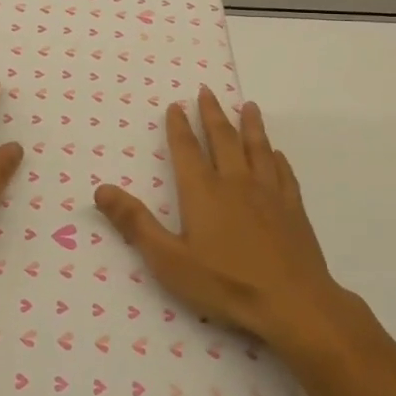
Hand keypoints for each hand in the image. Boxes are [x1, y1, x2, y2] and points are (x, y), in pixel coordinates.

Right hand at [94, 89, 343, 349]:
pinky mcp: (294, 210)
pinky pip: (285, 174)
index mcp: (203, 191)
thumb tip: (101, 190)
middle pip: (223, 139)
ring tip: (248, 106)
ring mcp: (269, 194)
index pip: (187, 149)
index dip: (179, 126)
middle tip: (207, 91)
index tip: (176, 105)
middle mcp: (235, 182)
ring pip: (257, 148)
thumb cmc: (226, 283)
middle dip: (212, 114)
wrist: (293, 303)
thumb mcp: (169, 260)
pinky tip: (277, 154)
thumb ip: (135, 223)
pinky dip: (278, 159)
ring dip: (250, 125)